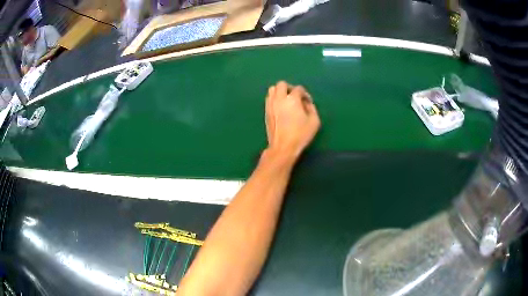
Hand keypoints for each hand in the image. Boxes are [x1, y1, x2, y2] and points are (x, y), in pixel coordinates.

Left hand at [265, 81, 320, 160]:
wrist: (283, 147)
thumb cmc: (301, 135)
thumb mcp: (314, 121)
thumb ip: (312, 108)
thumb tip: (306, 103)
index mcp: (292, 99)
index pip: (298, 89)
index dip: (305, 94)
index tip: (308, 103)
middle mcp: (279, 99)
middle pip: (282, 84)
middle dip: (290, 88)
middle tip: (295, 97)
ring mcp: (270, 105)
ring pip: (272, 90)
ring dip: (280, 92)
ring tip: (286, 100)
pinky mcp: (266, 112)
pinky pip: (268, 99)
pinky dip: (274, 99)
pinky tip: (280, 107)